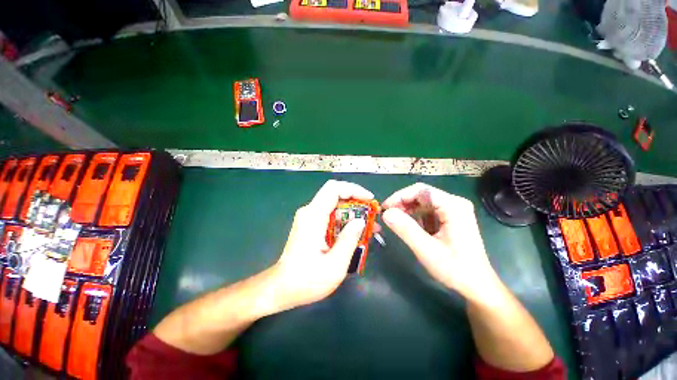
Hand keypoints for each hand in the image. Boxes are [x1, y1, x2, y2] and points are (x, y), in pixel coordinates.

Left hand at [268, 180, 371, 312]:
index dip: (354, 189)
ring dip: (353, 212)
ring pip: (335, 205)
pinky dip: (345, 220)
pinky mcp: (310, 224)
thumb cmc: (307, 280)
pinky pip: (331, 215)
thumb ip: (349, 240)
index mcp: (313, 216)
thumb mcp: (334, 265)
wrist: (282, 288)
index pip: (334, 189)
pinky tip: (356, 232)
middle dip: (357, 201)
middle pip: (335, 195)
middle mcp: (309, 211)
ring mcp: (309, 217)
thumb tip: (361, 220)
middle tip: (373, 214)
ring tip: (370, 225)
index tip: (370, 200)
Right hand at [382, 183, 499, 301]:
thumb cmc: (455, 269)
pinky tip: (411, 227)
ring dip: (407, 210)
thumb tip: (385, 213)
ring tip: (396, 221)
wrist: (477, 285)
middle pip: (421, 194)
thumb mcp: (426, 250)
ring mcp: (453, 210)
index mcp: (453, 206)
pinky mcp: (450, 217)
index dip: (399, 196)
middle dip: (402, 203)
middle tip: (388, 216)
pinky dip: (415, 216)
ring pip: (423, 202)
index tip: (385, 208)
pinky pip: (427, 210)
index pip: (420, 190)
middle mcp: (454, 203)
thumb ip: (405, 229)